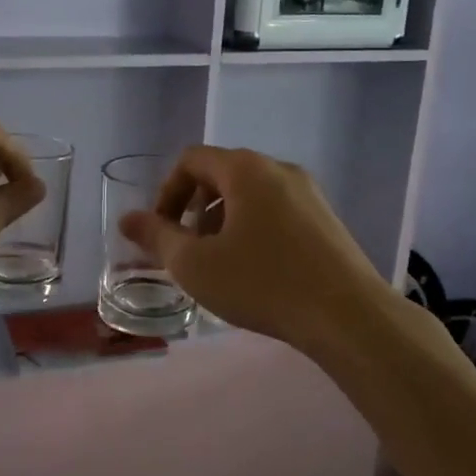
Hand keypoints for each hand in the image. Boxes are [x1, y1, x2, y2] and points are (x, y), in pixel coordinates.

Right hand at [119, 146, 395, 352]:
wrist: (348, 315)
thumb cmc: (263, 283)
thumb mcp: (196, 265)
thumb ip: (157, 237)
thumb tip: (127, 219)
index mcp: (246, 169)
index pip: (192, 160)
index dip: (167, 192)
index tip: (161, 231)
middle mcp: (279, 169)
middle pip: (222, 174)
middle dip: (195, 208)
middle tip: (188, 249)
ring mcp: (309, 192)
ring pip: (251, 194)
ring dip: (223, 220)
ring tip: (220, 263)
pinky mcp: (327, 218)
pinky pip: (277, 210)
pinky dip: (254, 228)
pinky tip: (257, 270)